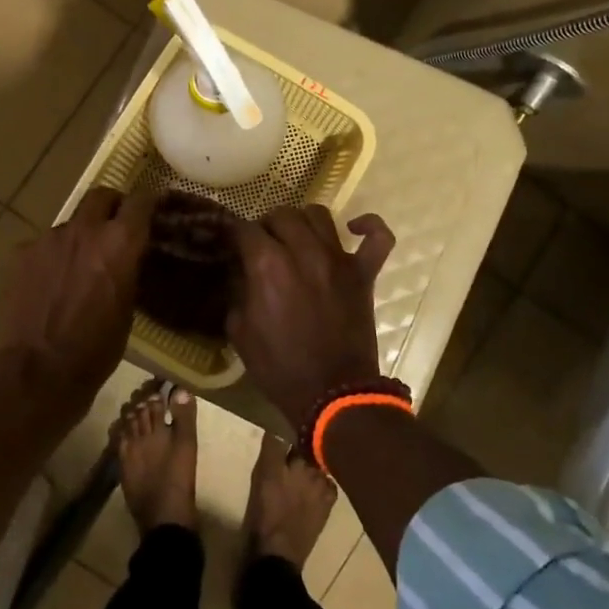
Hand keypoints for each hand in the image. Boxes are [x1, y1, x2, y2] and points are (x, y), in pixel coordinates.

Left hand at [0, 185, 153, 416]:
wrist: (41, 370)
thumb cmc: (97, 347)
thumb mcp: (129, 307)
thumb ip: (129, 270)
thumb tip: (130, 258)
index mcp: (120, 242)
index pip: (141, 200)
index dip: (148, 202)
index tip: (152, 210)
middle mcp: (86, 229)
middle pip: (101, 196)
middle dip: (111, 206)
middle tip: (115, 226)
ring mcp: (50, 238)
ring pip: (71, 223)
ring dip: (80, 235)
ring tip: (80, 264)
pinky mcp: (22, 253)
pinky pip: (45, 245)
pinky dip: (54, 256)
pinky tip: (52, 282)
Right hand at [228, 206, 395, 425]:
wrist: (332, 394)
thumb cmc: (279, 367)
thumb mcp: (239, 331)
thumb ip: (238, 292)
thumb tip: (241, 272)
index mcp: (268, 265)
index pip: (245, 230)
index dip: (233, 234)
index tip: (230, 243)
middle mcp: (304, 251)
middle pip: (281, 215)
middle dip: (266, 225)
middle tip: (261, 244)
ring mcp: (338, 260)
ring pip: (319, 215)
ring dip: (301, 221)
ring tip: (295, 236)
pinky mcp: (364, 273)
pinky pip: (378, 238)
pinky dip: (368, 226)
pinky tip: (354, 228)